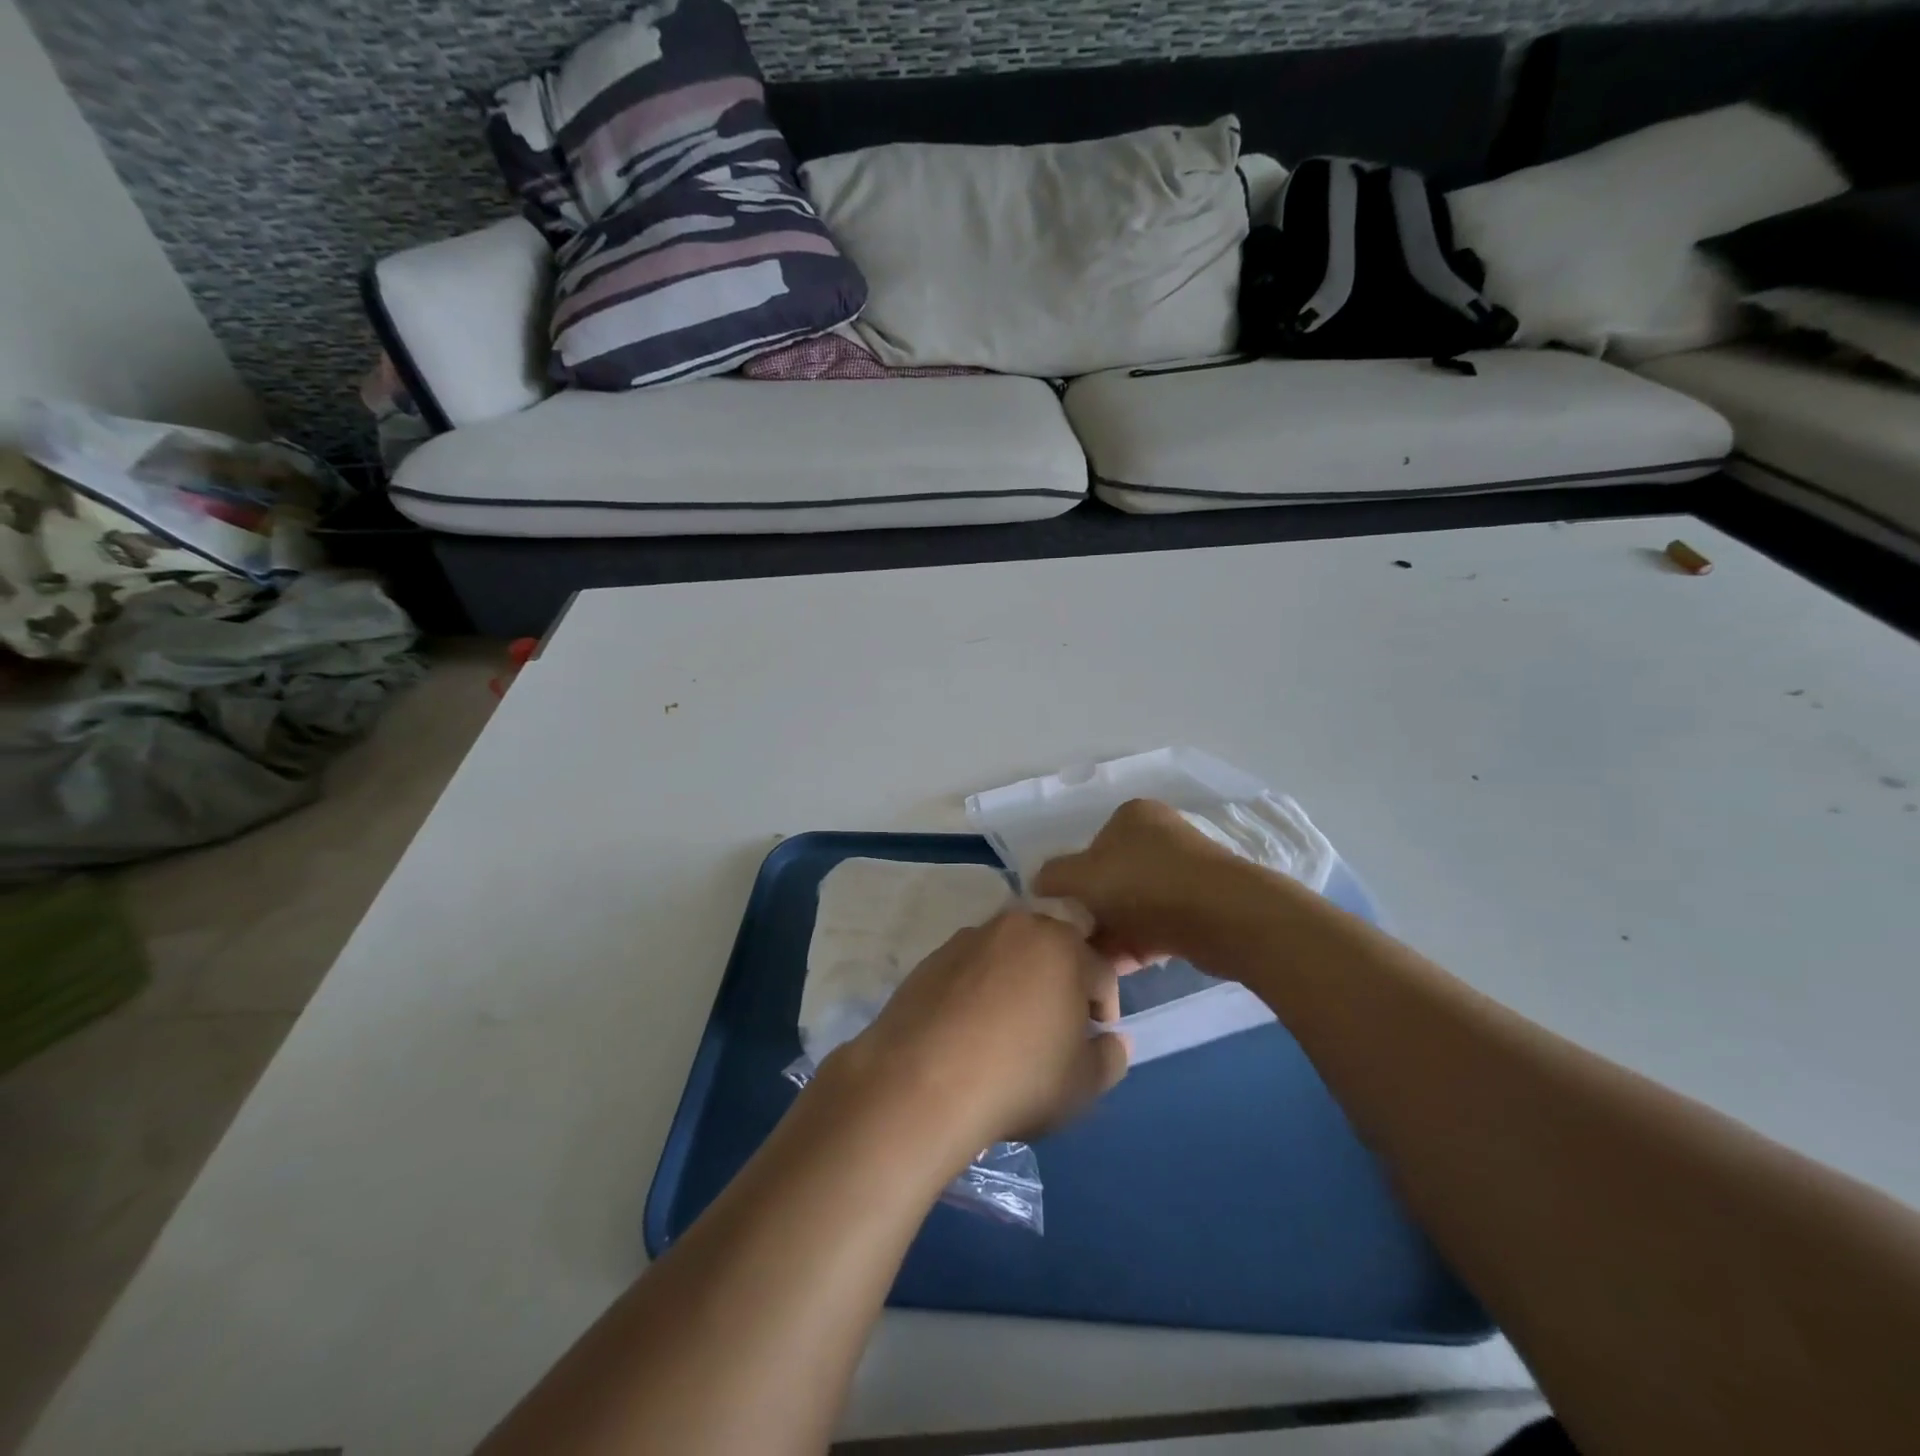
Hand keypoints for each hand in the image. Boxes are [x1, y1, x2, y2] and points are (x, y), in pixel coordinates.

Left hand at [824, 911, 1129, 1155]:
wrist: (922, 1082)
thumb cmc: (1019, 1079)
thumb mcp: (1083, 1085)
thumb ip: (1110, 1058)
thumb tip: (1109, 1040)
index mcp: (1062, 945)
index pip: (1100, 969)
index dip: (1104, 1006)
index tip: (1094, 1038)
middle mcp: (1017, 927)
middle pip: (1053, 944)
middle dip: (1064, 975)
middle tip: (1057, 1019)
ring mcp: (969, 938)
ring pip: (1010, 950)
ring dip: (1020, 976)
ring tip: (1010, 1023)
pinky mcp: (933, 957)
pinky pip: (971, 966)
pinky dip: (980, 986)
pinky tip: (971, 1026)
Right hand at [1032, 799, 1241, 968]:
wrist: (1221, 916)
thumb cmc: (1143, 883)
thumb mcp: (1082, 876)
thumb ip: (1053, 876)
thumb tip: (1039, 883)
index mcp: (1132, 816)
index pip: (1091, 847)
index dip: (1075, 882)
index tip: (1067, 913)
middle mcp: (1160, 837)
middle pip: (1112, 879)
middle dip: (1095, 913)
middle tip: (1079, 942)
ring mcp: (1185, 871)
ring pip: (1134, 906)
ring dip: (1114, 933)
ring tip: (1097, 961)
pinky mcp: (1202, 905)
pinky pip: (1158, 924)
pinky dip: (1139, 944)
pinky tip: (1122, 967)